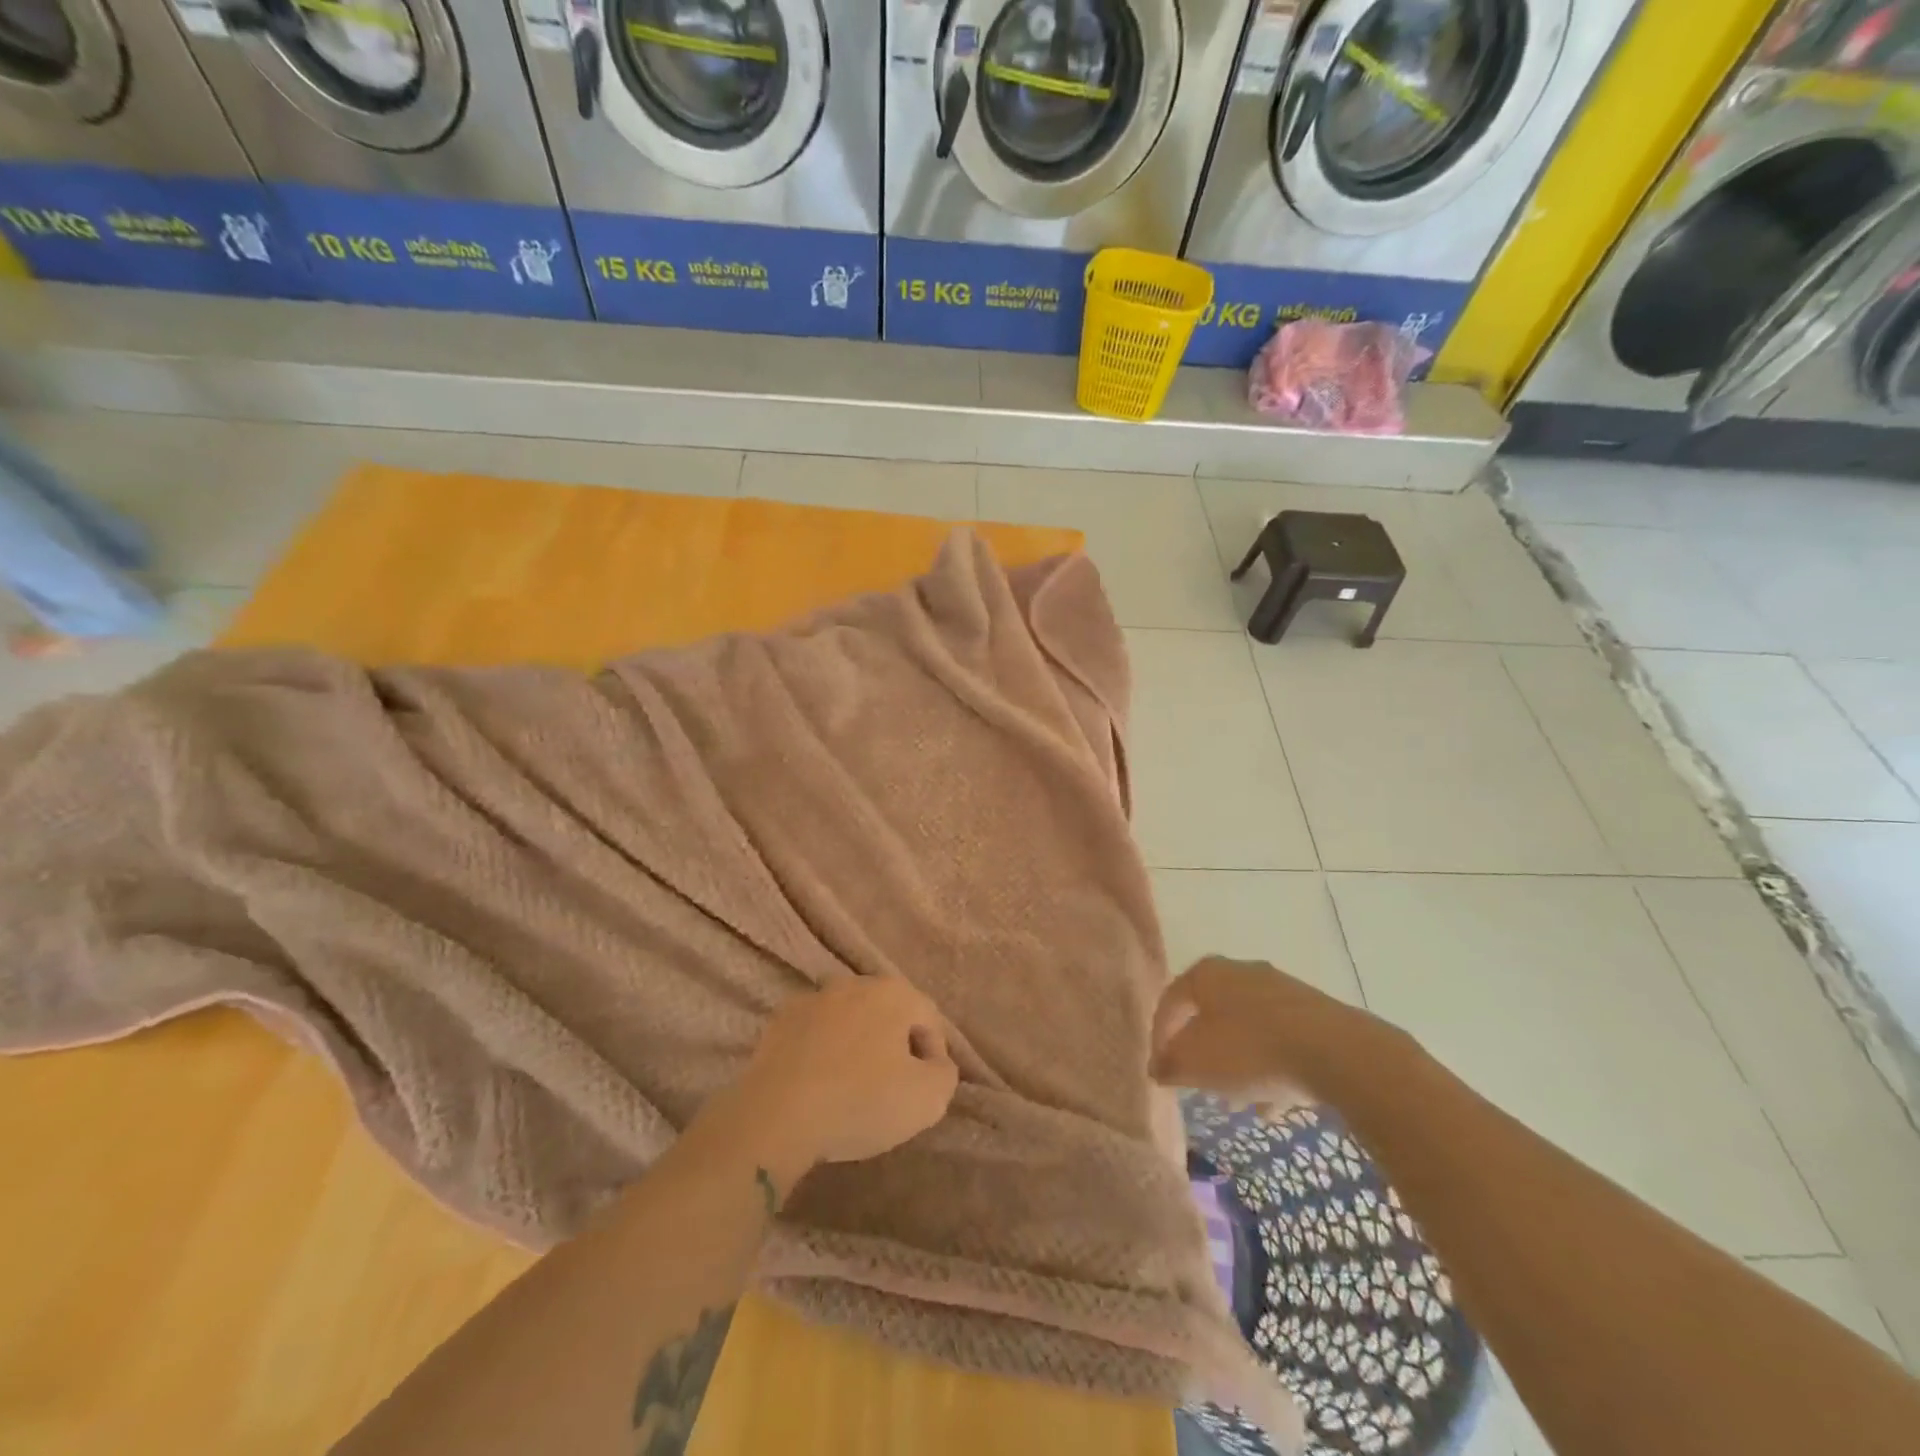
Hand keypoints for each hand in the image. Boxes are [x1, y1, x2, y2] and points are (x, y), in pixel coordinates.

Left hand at [727, 976, 959, 1173]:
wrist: (776, 1115)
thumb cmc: (861, 1101)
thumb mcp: (927, 1098)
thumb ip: (945, 1073)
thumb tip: (935, 1062)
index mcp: (894, 992)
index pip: (929, 1018)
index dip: (934, 1056)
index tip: (924, 1090)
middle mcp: (854, 982)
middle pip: (889, 1013)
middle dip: (895, 1045)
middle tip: (892, 1087)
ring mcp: (813, 998)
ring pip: (850, 1020)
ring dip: (857, 1045)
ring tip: (852, 1087)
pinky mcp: (780, 1020)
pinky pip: (816, 1033)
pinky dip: (823, 1051)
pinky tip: (818, 1084)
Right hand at [1149, 956, 1378, 1107]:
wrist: (1336, 1052)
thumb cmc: (1250, 1050)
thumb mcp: (1196, 1063)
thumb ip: (1170, 1065)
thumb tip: (1157, 1067)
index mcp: (1206, 973)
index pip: (1170, 1001)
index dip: (1160, 1037)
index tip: (1161, 1070)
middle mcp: (1240, 971)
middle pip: (1210, 1013)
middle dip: (1202, 1050)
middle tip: (1198, 1081)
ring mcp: (1281, 989)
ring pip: (1246, 1028)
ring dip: (1237, 1062)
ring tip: (1237, 1100)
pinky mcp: (1313, 1013)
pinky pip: (1279, 1040)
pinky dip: (1270, 1067)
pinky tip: (1273, 1103)